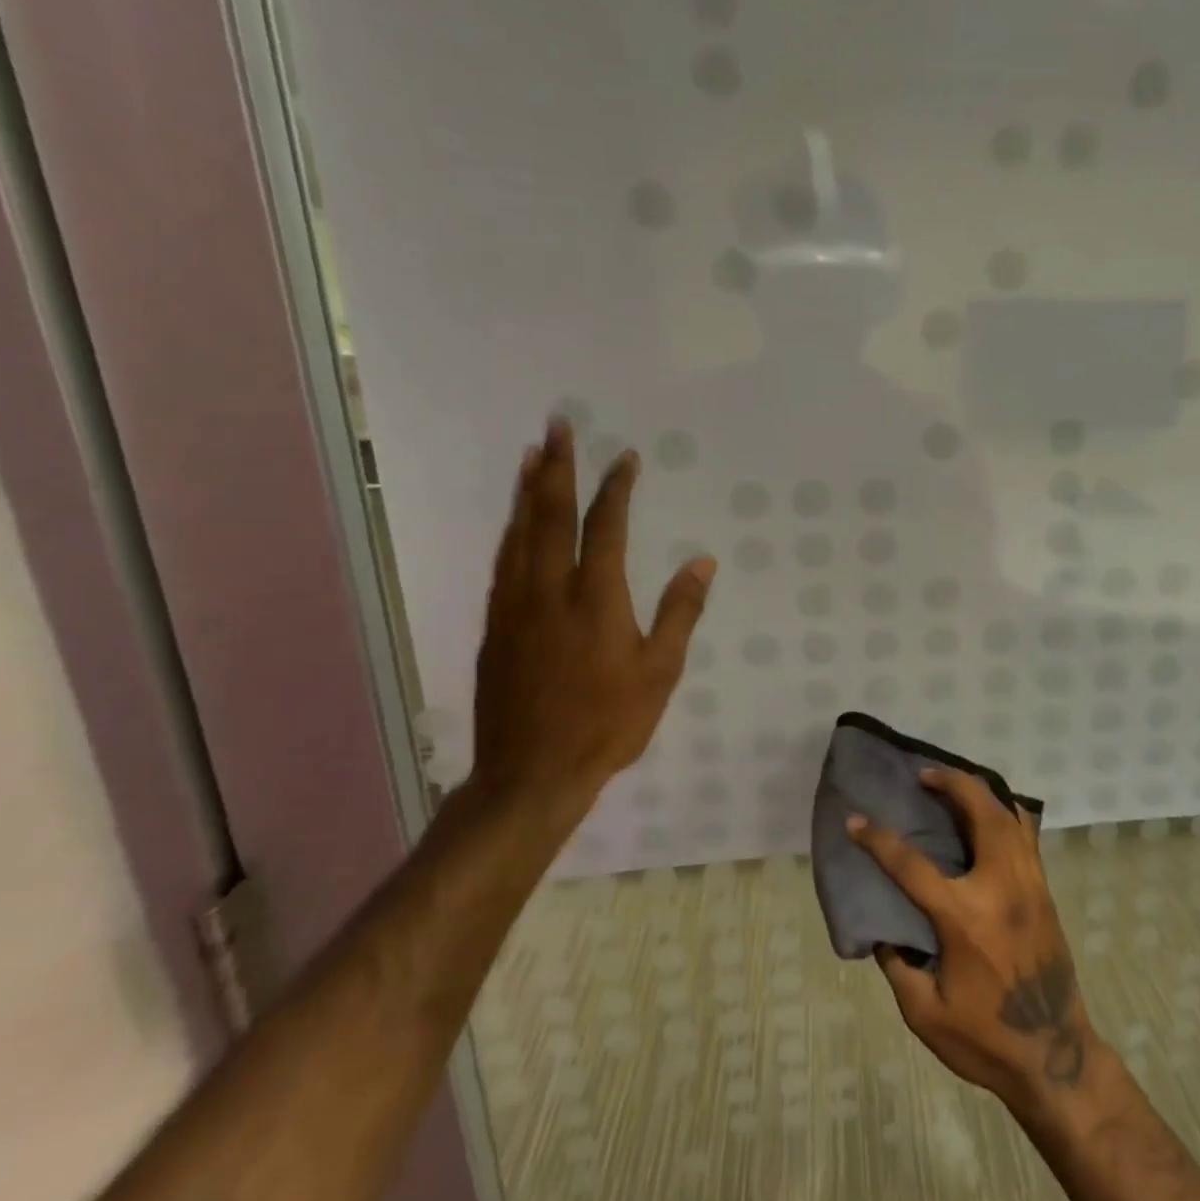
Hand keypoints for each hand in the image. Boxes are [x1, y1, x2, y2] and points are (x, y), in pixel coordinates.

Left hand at [471, 420, 714, 821]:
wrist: (531, 773)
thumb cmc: (608, 723)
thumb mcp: (660, 672)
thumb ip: (680, 612)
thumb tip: (703, 562)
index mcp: (596, 600)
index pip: (606, 527)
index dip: (615, 488)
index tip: (625, 458)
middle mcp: (549, 591)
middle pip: (550, 516)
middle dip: (555, 467)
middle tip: (557, 427)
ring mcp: (515, 607)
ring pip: (518, 534)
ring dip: (527, 491)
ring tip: (531, 456)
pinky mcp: (495, 626)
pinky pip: (503, 562)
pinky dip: (511, 530)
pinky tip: (515, 521)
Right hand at [848, 769, 1102, 1112]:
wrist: (1055, 1055)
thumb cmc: (986, 1039)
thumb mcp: (925, 1014)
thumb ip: (898, 966)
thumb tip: (884, 929)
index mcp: (962, 916)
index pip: (911, 865)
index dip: (877, 839)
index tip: (855, 820)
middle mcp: (999, 886)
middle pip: (979, 810)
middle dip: (950, 782)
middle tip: (925, 774)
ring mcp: (1028, 882)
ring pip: (1008, 814)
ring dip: (980, 790)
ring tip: (955, 785)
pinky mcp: (1044, 888)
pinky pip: (1027, 834)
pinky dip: (1007, 812)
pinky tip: (991, 815)